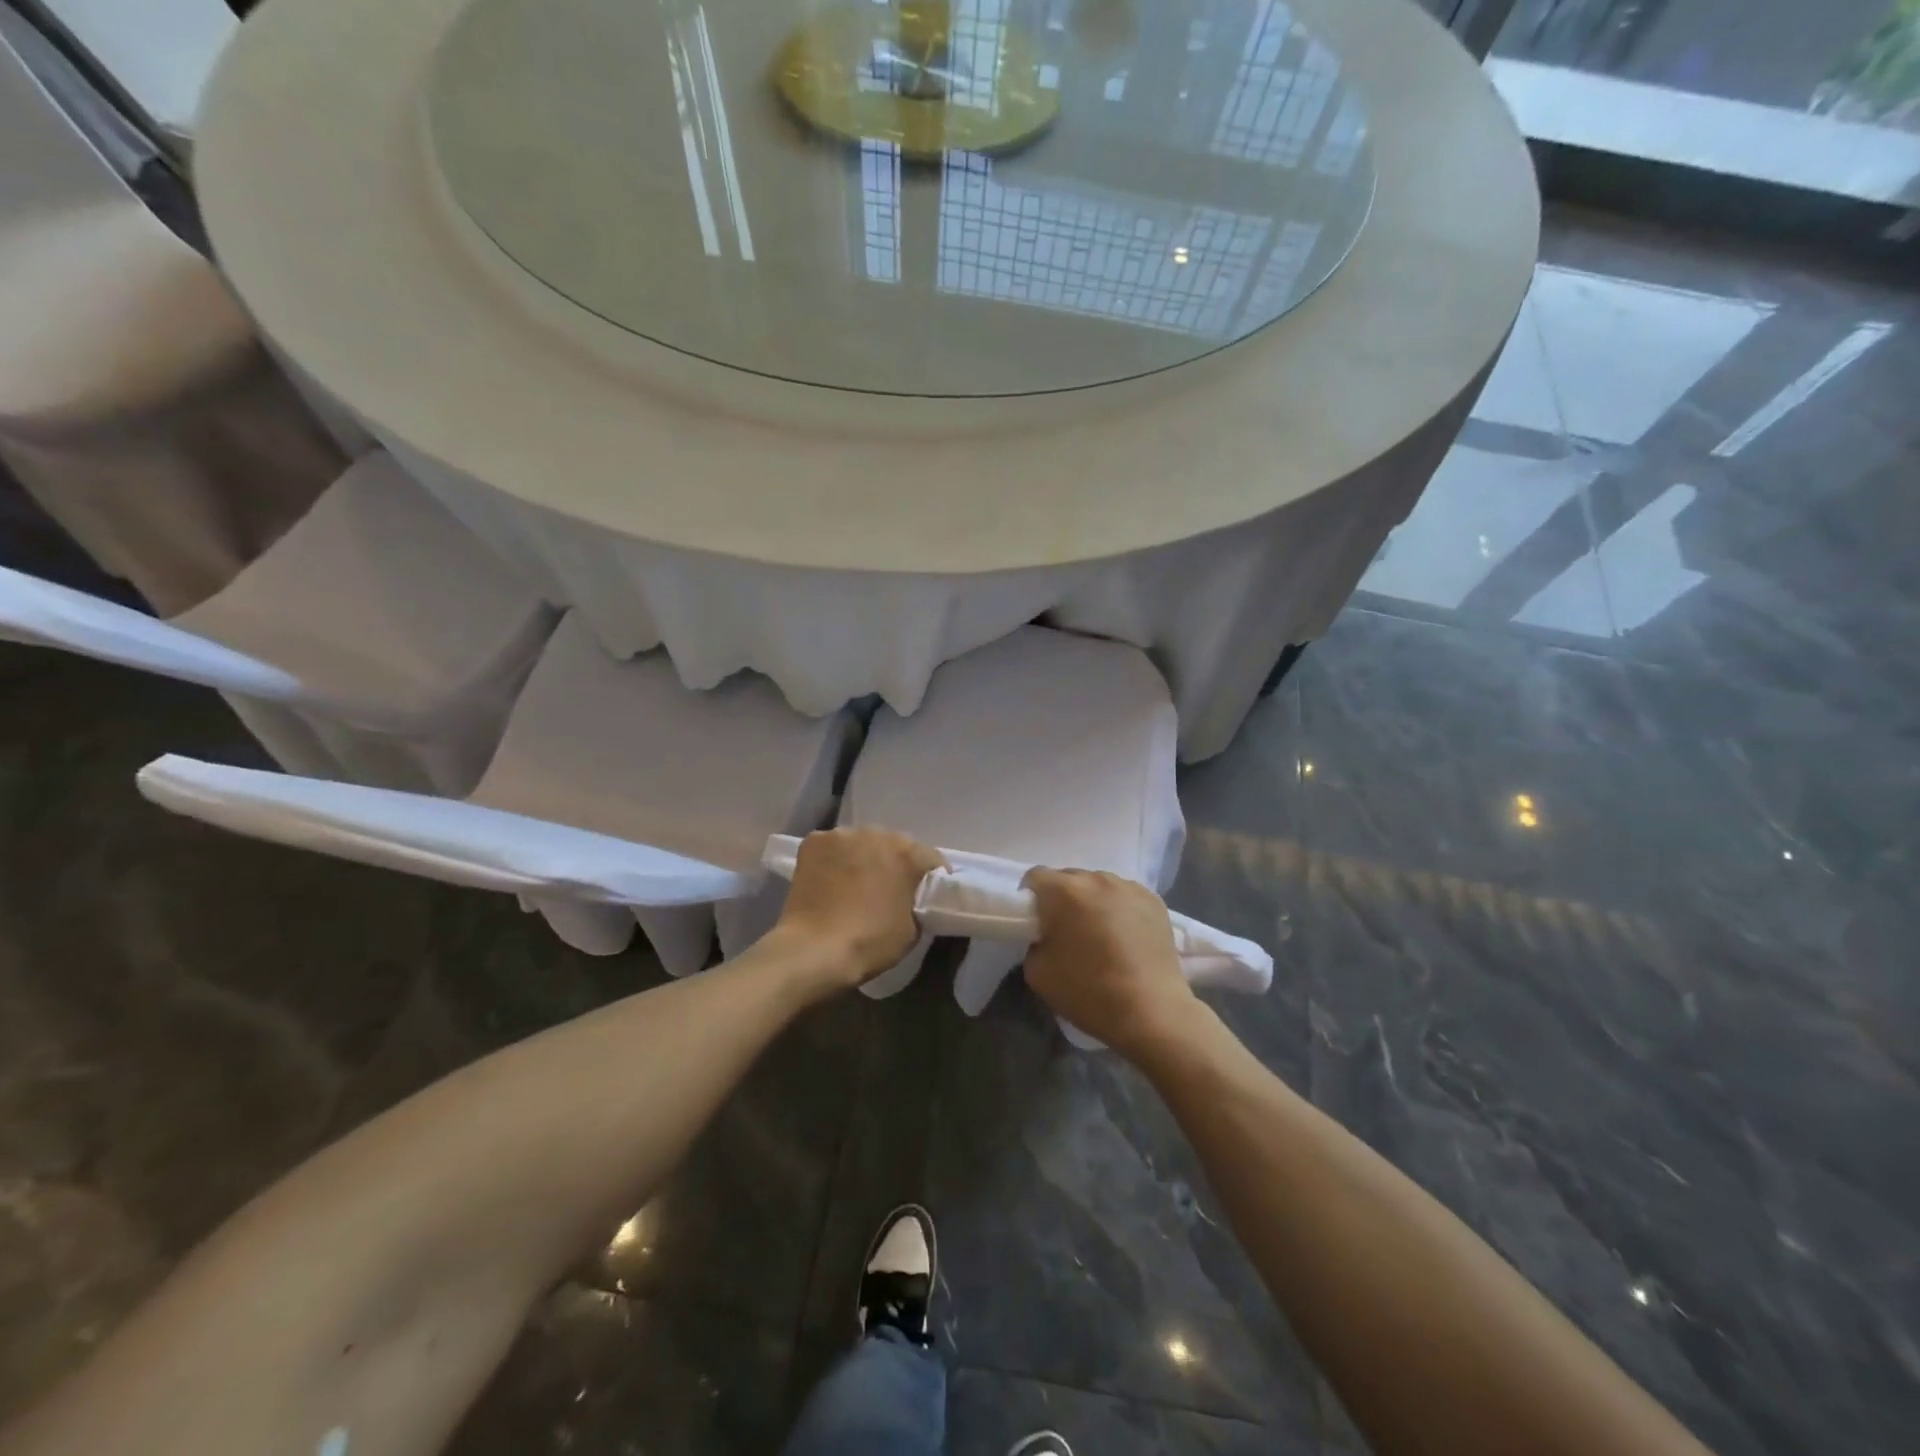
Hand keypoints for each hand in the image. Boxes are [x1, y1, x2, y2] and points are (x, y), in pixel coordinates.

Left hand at [772, 828, 944, 990]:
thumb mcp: (913, 930)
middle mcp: (878, 833)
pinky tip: (827, 880)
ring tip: (853, 884)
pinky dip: (833, 859)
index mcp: (909, 854)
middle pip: (893, 845)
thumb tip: (909, 899)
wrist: (815, 949)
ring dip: (862, 858)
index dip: (931, 877)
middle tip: (886, 889)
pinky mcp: (814, 840)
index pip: (931, 859)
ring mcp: (843, 834)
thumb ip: (918, 903)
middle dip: (893, 863)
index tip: (925, 895)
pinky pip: (832, 847)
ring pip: (860, 843)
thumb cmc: (870, 942)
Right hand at [1021, 868, 1199, 1058]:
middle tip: (1067, 933)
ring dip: (1092, 903)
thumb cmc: (1089, 992)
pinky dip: (1119, 910)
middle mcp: (1097, 879)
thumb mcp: (1037, 972)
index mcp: (1064, 891)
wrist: (1152, 1013)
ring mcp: (1130, 887)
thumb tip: (1047, 935)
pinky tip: (1126, 938)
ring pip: (1099, 886)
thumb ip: (1035, 941)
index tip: (1036, 924)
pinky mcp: (1155, 900)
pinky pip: (1125, 896)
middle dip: (1062, 900)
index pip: (1035, 876)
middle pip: (1069, 878)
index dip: (1030, 898)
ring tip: (1101, 936)